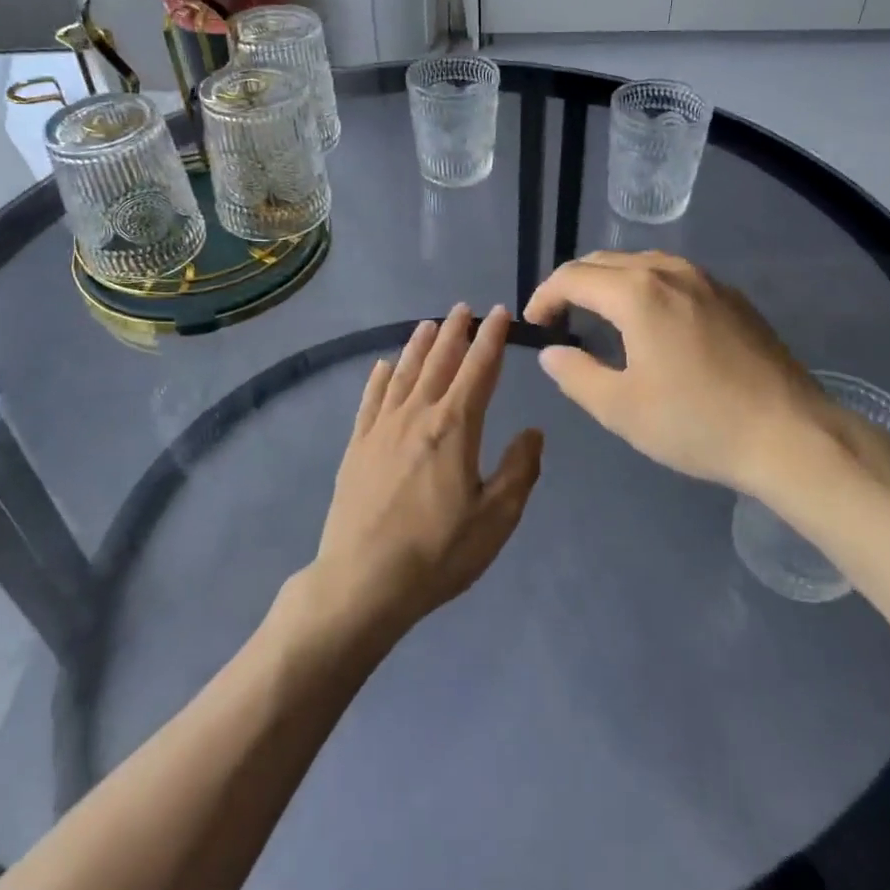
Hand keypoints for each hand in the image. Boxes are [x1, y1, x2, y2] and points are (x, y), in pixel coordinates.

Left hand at [309, 304, 541, 637]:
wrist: (363, 580)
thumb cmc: (438, 553)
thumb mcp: (496, 518)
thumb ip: (519, 469)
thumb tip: (533, 431)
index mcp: (455, 427)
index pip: (479, 369)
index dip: (492, 338)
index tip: (500, 312)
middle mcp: (417, 415)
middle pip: (439, 362)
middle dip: (455, 332)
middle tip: (464, 308)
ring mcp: (381, 428)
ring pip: (404, 373)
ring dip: (418, 345)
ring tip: (428, 324)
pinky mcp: (356, 445)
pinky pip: (370, 399)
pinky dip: (380, 377)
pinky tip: (383, 366)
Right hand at [524, 252, 889, 505]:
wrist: (791, 435)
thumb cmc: (697, 423)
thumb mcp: (621, 408)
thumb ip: (575, 374)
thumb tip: (552, 352)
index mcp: (637, 293)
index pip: (572, 277)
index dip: (544, 297)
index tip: (535, 326)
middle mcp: (670, 271)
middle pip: (604, 262)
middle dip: (573, 285)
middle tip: (560, 321)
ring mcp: (706, 280)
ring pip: (641, 264)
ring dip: (610, 283)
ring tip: (600, 318)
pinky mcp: (732, 296)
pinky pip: (673, 276)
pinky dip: (645, 288)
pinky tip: (652, 324)